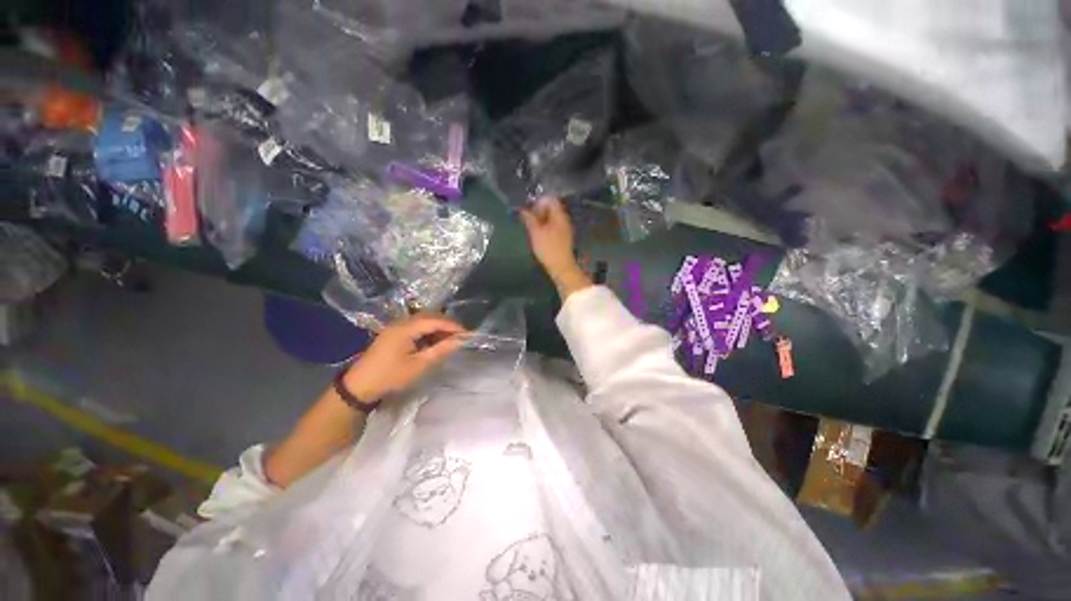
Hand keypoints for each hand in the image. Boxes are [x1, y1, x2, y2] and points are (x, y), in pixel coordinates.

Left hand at [342, 313, 465, 402]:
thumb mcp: (418, 365)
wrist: (359, 387)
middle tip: (460, 335)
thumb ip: (440, 350)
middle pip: (429, 316)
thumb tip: (460, 340)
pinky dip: (428, 332)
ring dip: (438, 327)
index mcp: (405, 328)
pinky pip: (416, 327)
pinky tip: (434, 341)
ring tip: (450, 339)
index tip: (467, 333)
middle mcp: (400, 323)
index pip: (435, 320)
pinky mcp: (393, 334)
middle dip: (447, 324)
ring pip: (423, 321)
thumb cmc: (390, 376)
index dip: (452, 325)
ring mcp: (395, 327)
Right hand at [521, 197, 591, 298]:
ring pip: (552, 218)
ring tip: (532, 229)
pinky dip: (545, 228)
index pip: (549, 199)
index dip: (537, 202)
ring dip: (541, 221)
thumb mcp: (535, 233)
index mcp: (559, 215)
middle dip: (538, 211)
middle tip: (528, 220)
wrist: (561, 267)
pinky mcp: (563, 237)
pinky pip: (554, 226)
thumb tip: (522, 209)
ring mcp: (565, 228)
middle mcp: (564, 219)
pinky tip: (539, 236)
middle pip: (551, 208)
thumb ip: (529, 219)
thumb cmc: (548, 249)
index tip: (529, 212)